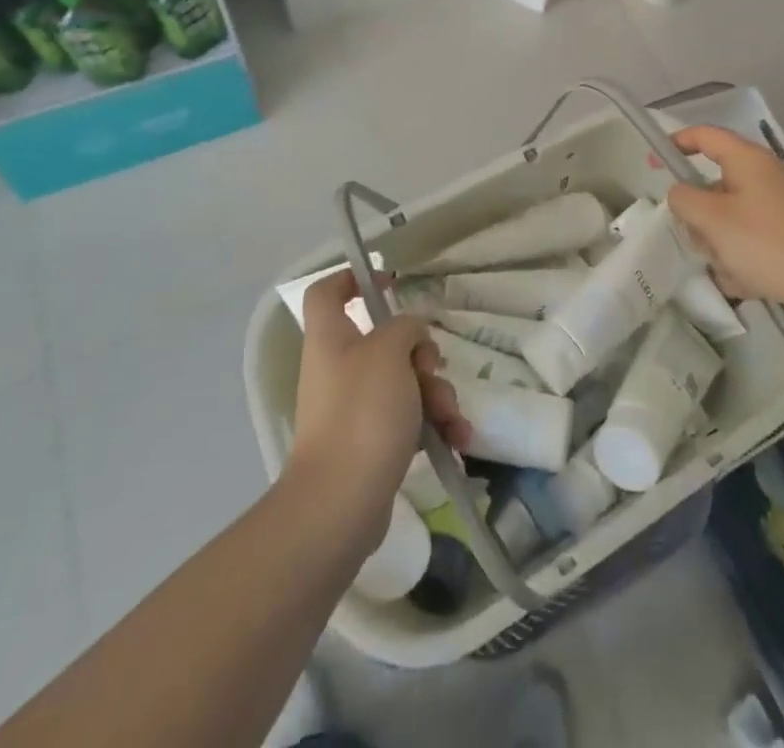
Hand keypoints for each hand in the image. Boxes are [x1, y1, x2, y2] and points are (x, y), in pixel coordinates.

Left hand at [288, 271, 468, 555]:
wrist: (340, 504)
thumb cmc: (361, 413)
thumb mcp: (390, 351)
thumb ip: (406, 327)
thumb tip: (411, 336)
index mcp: (331, 339)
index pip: (327, 293)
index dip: (352, 279)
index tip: (389, 282)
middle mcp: (338, 369)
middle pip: (385, 341)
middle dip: (422, 354)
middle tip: (432, 368)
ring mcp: (354, 409)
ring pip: (405, 382)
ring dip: (436, 394)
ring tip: (450, 418)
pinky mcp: (371, 443)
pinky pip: (409, 420)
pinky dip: (434, 426)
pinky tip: (457, 440)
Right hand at [666, 125, 783, 326]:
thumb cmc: (764, 242)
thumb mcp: (711, 219)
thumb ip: (684, 199)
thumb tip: (680, 193)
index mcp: (747, 159)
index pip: (705, 135)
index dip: (677, 143)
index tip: (654, 162)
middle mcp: (765, 175)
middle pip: (715, 184)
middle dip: (700, 214)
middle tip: (696, 236)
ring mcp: (780, 204)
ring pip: (730, 216)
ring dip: (719, 240)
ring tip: (725, 266)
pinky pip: (750, 238)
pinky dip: (741, 257)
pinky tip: (745, 280)